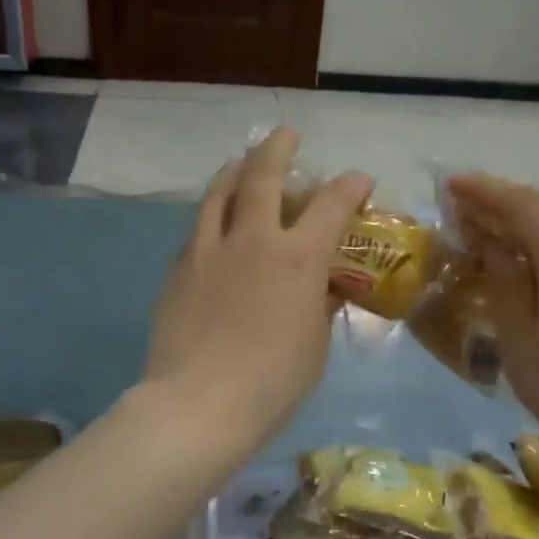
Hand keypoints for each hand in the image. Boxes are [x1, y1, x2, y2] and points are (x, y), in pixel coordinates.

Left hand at [145, 130, 371, 450]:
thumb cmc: (272, 382)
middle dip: (278, 148)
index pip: (331, 205)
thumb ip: (319, 306)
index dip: (349, 186)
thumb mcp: (314, 345)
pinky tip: (214, 224)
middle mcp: (252, 239)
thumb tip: (322, 289)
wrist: (199, 403)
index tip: (358, 179)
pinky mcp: (179, 268)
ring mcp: (209, 250)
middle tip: (286, 135)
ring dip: (235, 171)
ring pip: (219, 192)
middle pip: (263, 176)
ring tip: (241, 164)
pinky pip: (198, 228)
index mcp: (298, 258)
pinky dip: (212, 215)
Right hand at [445, 175, 538, 463]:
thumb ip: (505, 283)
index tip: (451, 184)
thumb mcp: (519, 337)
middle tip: (471, 202)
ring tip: (497, 226)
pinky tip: (534, 260)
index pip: (523, 207)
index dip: (486, 191)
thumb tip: (494, 246)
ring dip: (534, 215)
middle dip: (510, 196)